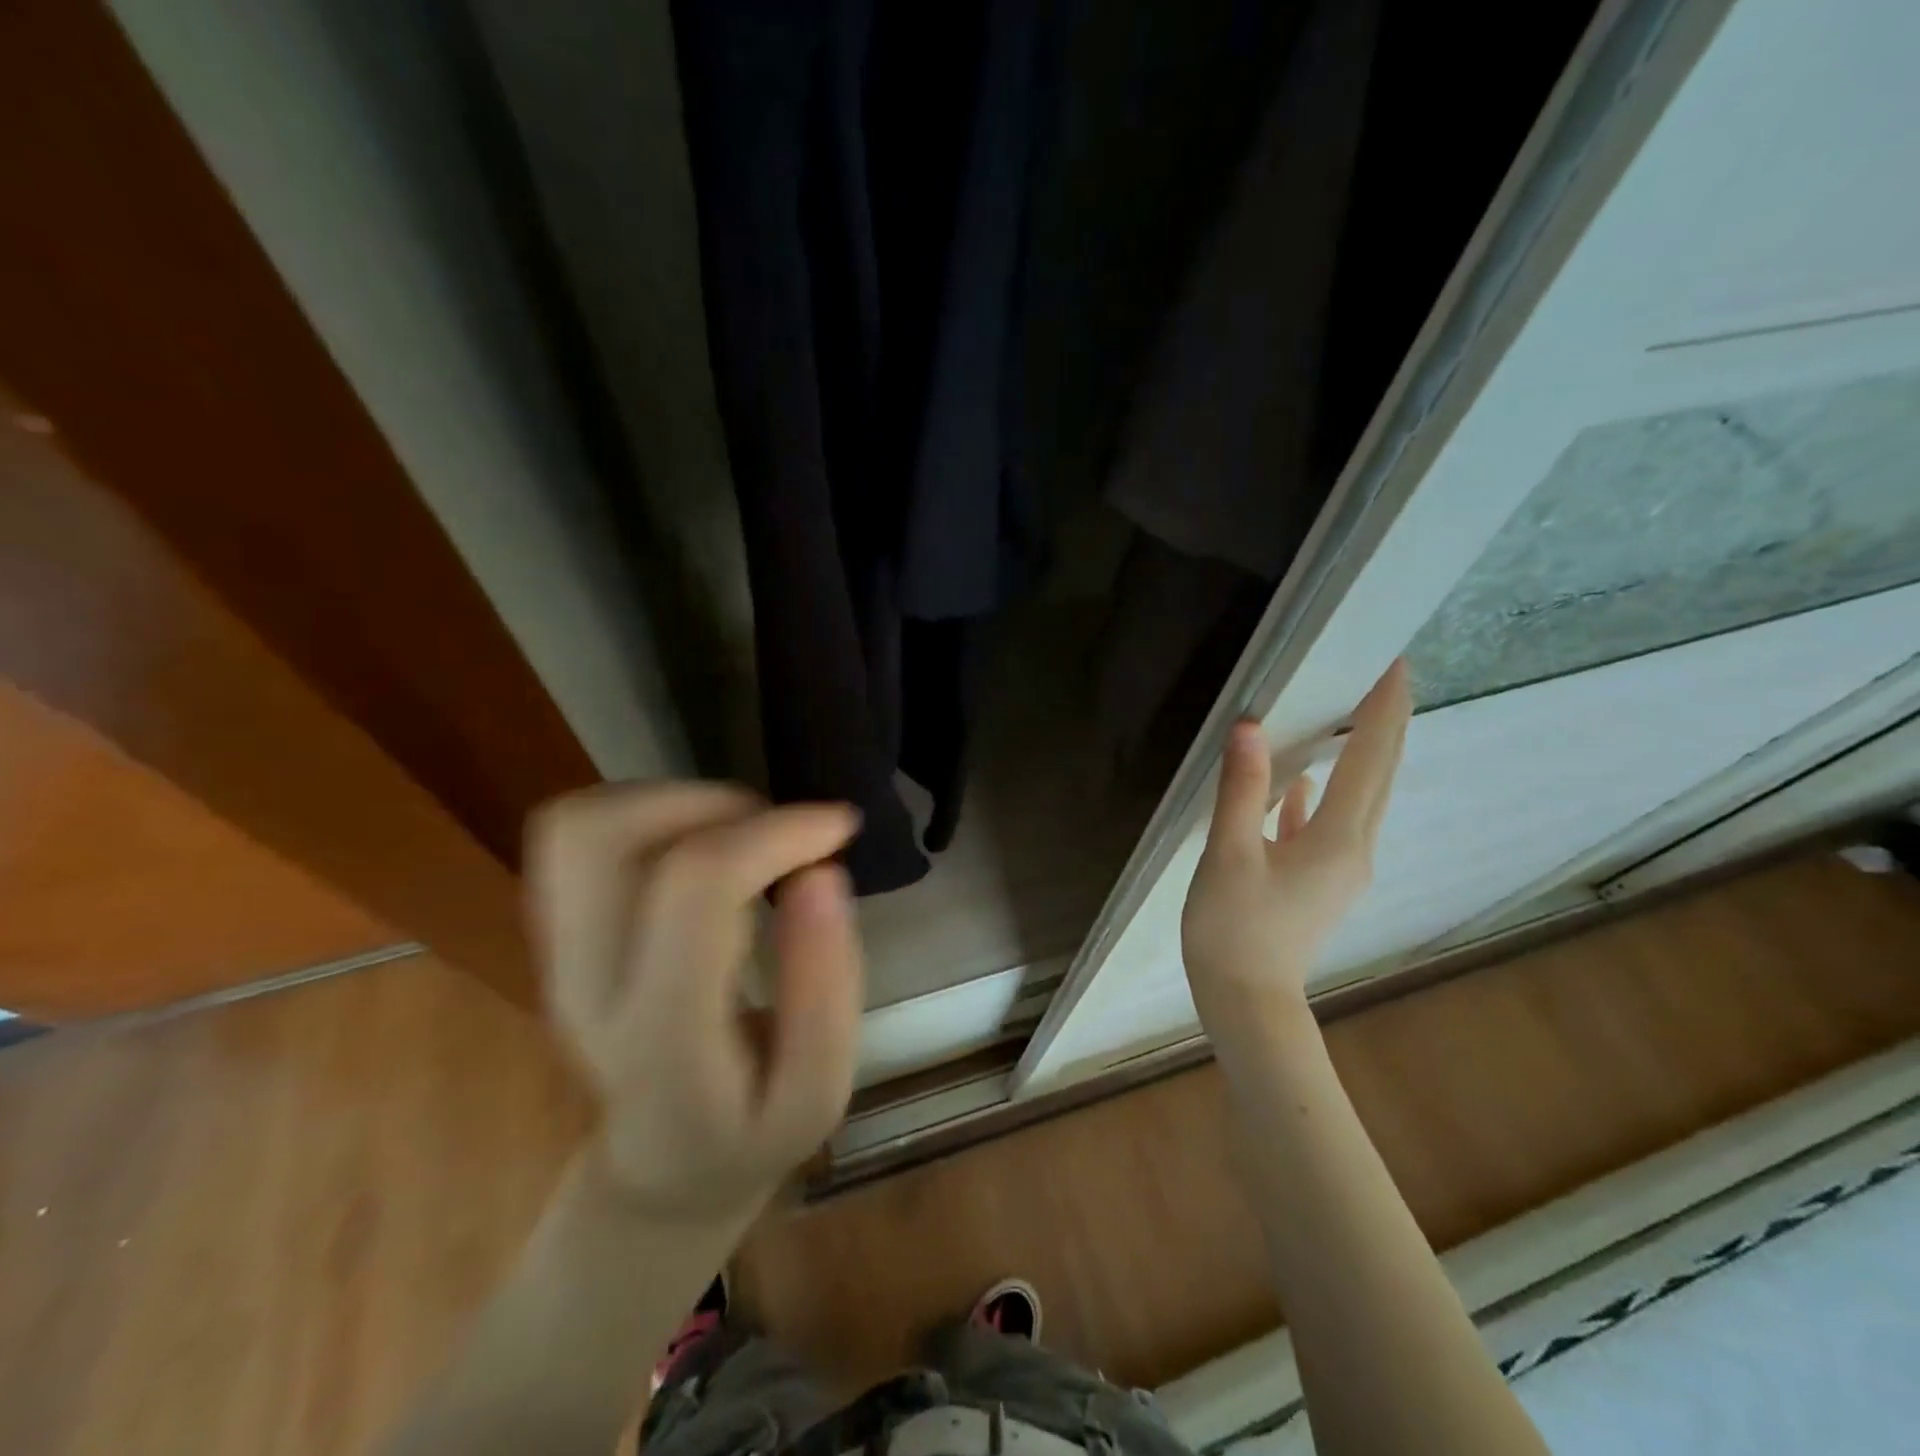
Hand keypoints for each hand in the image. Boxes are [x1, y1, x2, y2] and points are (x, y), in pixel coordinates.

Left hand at [525, 784, 863, 1221]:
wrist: (664, 1158)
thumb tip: (821, 872)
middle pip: (604, 837)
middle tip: (776, 833)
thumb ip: (826, 984)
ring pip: (580, 824)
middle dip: (711, 803)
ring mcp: (556, 953)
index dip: (775, 833)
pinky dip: (648, 812)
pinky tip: (701, 847)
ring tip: (741, 835)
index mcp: (662, 1035)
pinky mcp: (555, 929)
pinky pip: (577, 832)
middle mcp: (586, 984)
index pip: (696, 888)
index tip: (839, 827)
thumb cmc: (751, 1126)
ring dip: (676, 801)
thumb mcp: (818, 1087)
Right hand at [1182, 660, 1410, 1024]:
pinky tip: (1299, 783)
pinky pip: (1330, 822)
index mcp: (1338, 839)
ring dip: (1359, 754)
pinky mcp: (1320, 880)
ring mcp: (1340, 867)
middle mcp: (1354, 849)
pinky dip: (1323, 793)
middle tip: (1381, 672)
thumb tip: (1252, 727)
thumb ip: (1243, 789)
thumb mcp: (1228, 855)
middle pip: (1378, 775)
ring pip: (1358, 798)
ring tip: (1346, 712)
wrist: (1246, 1001)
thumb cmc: (1233, 928)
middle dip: (1384, 722)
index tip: (1394, 663)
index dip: (1384, 709)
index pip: (1371, 759)